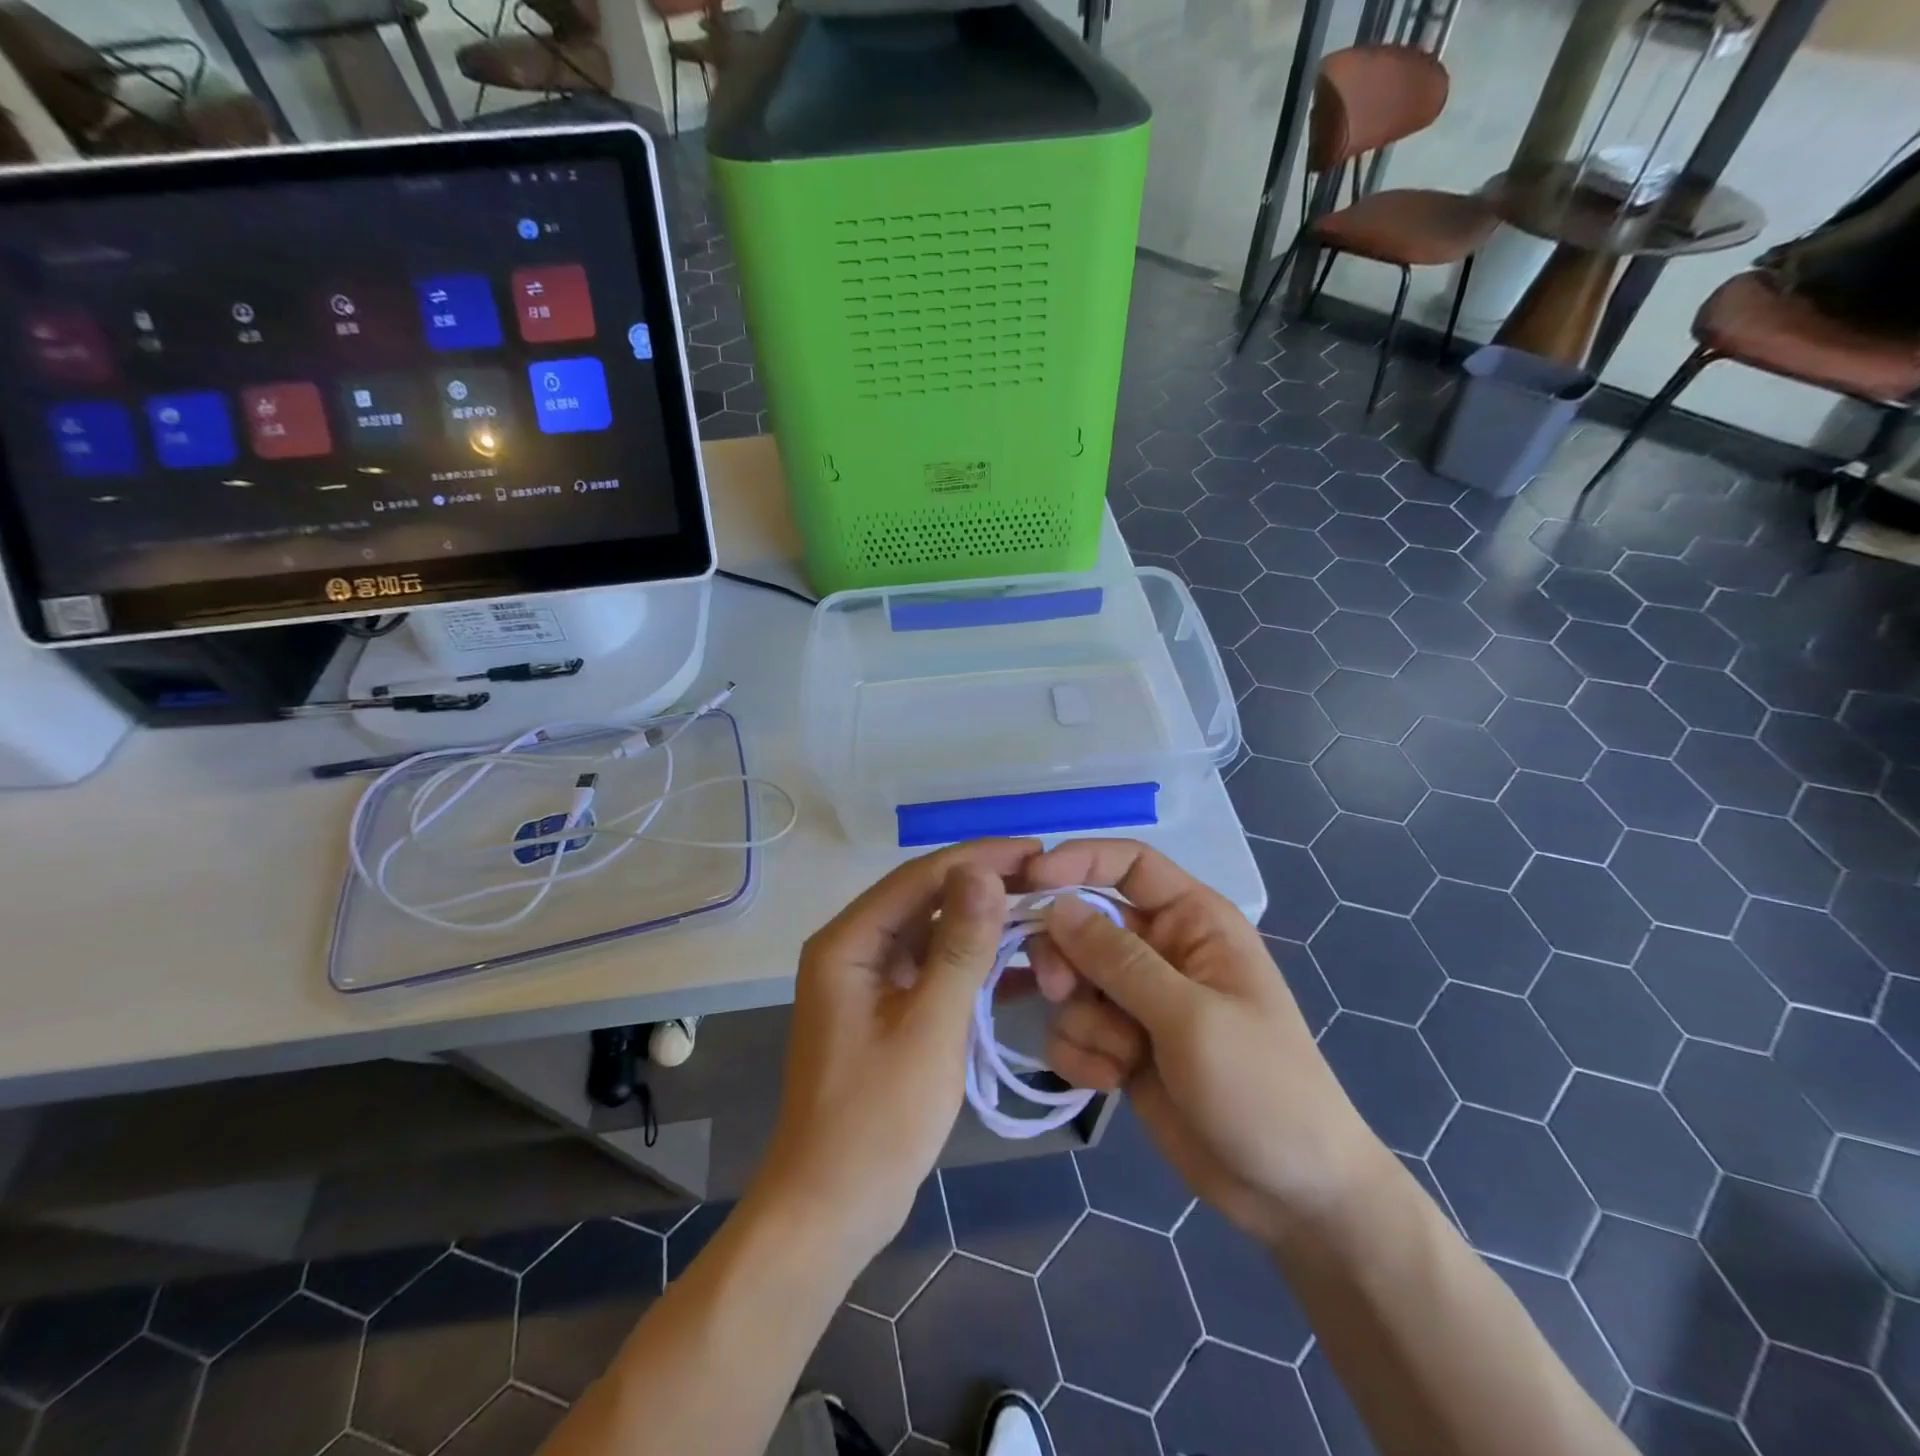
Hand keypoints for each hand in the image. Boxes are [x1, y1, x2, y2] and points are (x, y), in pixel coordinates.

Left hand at [750, 840, 1037, 1270]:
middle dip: (986, 890)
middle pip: (926, 900)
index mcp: (848, 942)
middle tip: (1048, 882)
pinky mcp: (886, 1011)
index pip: (920, 877)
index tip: (1037, 851)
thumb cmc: (877, 1119)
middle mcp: (854, 949)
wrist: (831, 1210)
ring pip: (933, 936)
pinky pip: (933, 973)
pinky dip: (972, 969)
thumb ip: (959, 946)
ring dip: (984, 929)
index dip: (980, 859)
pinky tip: (1020, 970)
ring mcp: (869, 982)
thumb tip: (984, 872)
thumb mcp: (930, 1027)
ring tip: (1043, 918)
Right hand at [1027, 840, 1388, 1246]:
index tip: (1030, 883)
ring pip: (1071, 981)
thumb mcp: (1191, 1017)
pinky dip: (1082, 1053)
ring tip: (1119, 1057)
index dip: (1079, 861)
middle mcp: (1161, 950)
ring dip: (1082, 1019)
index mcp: (1193, 921)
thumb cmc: (1260, 1088)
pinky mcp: (1121, 1044)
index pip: (1128, 864)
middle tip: (1059, 989)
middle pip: (1084, 923)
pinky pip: (1072, 1027)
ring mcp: (1138, 1000)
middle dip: (1066, 957)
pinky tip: (1111, 1082)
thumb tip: (1056, 906)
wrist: (1290, 1194)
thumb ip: (1119, 959)